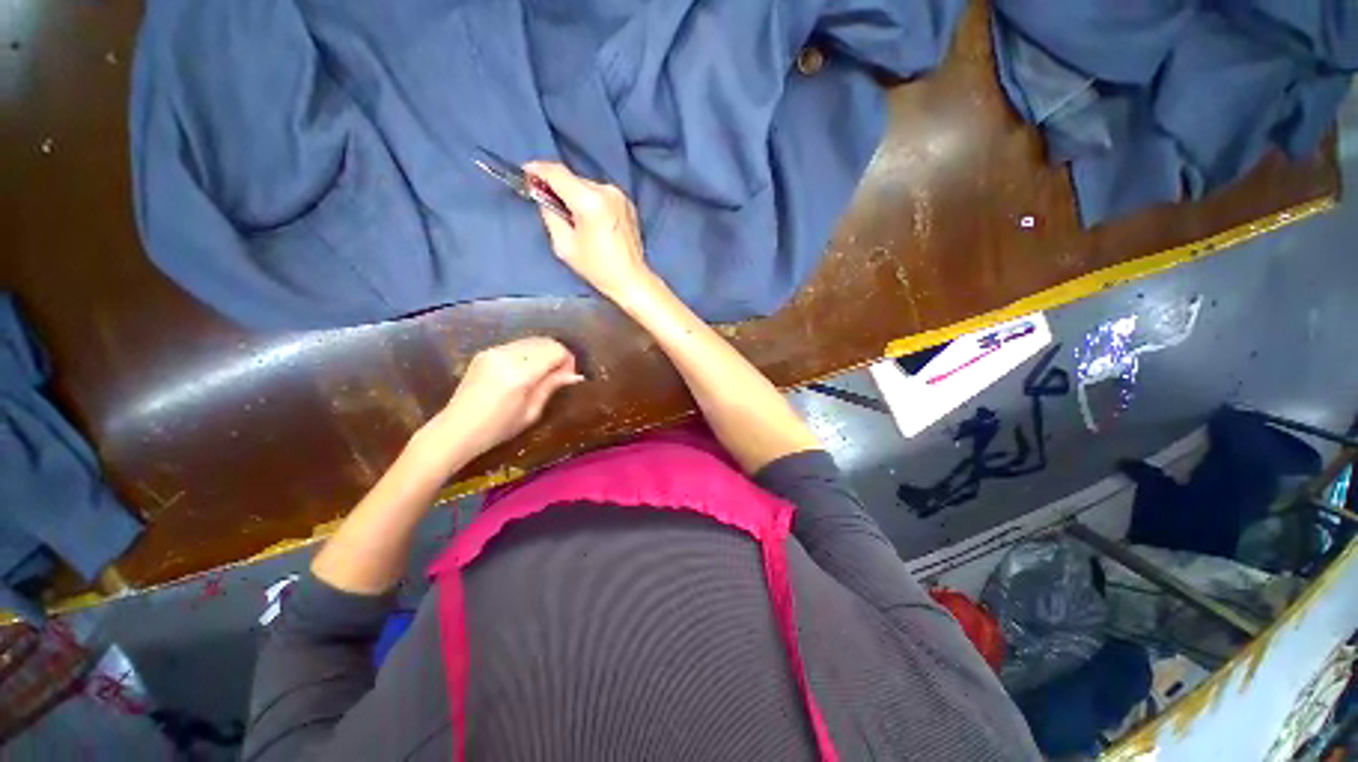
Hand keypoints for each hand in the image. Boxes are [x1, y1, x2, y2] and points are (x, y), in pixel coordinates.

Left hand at [428, 337, 583, 458]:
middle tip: (560, 375)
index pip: (555, 350)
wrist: (456, 429)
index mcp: (519, 372)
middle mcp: (506, 355)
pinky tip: (526, 371)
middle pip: (545, 341)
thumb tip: (574, 375)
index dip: (568, 360)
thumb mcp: (531, 412)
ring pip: (531, 341)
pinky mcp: (486, 352)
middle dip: (558, 355)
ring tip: (544, 373)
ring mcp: (493, 350)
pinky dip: (529, 353)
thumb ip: (551, 386)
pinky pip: (517, 345)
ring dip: (543, 353)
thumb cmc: (497, 428)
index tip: (569, 376)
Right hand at [524, 161, 654, 302]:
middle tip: (548, 204)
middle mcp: (606, 191)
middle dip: (557, 188)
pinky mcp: (628, 203)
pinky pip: (601, 195)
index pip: (557, 173)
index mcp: (590, 201)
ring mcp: (620, 196)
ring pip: (587, 186)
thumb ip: (550, 215)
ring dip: (575, 196)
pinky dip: (591, 202)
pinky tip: (591, 222)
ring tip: (573, 218)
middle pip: (573, 179)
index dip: (537, 169)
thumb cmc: (597, 268)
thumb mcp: (564, 245)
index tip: (525, 173)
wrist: (631, 279)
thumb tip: (544, 198)